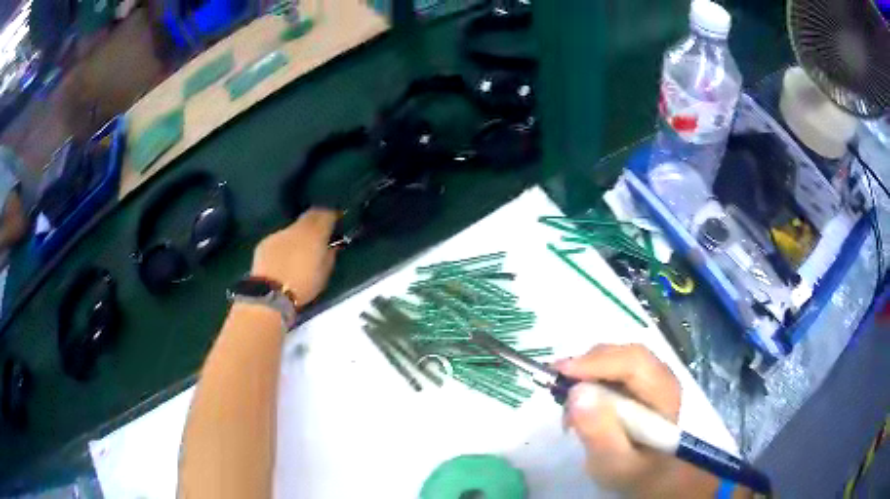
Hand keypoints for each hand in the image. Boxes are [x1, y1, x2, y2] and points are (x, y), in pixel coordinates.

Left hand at [252, 209, 338, 306]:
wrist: (271, 294)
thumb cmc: (303, 285)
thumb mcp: (325, 273)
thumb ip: (329, 254)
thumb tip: (331, 245)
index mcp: (315, 233)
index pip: (327, 213)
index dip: (332, 214)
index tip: (337, 219)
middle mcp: (296, 227)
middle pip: (309, 216)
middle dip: (315, 221)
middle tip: (320, 232)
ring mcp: (278, 233)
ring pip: (293, 228)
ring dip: (298, 235)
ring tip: (299, 250)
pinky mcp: (264, 242)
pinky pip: (279, 239)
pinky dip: (283, 245)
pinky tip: (283, 258)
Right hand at [557, 344, 718, 498]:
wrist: (650, 474)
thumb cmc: (634, 471)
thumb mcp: (615, 463)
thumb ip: (600, 433)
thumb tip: (576, 392)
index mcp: (664, 394)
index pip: (634, 363)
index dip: (597, 362)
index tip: (561, 372)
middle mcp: (661, 376)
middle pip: (624, 355)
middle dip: (588, 365)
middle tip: (556, 384)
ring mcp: (650, 377)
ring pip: (616, 358)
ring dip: (586, 373)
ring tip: (567, 403)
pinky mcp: (638, 382)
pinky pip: (612, 368)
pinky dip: (590, 379)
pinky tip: (579, 403)